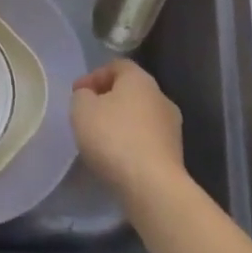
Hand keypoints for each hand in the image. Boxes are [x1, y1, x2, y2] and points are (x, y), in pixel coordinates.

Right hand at [71, 58, 186, 206]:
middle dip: (108, 100)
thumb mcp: (81, 108)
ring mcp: (172, 128)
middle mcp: (161, 97)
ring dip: (120, 123)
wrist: (152, 186)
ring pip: (140, 117)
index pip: (117, 66)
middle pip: (130, 91)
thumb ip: (82, 96)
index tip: (76, 93)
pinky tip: (116, 158)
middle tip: (87, 114)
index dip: (94, 76)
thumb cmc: (113, 137)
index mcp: (140, 79)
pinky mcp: (174, 155)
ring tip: (100, 140)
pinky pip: (146, 140)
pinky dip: (131, 144)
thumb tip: (90, 96)